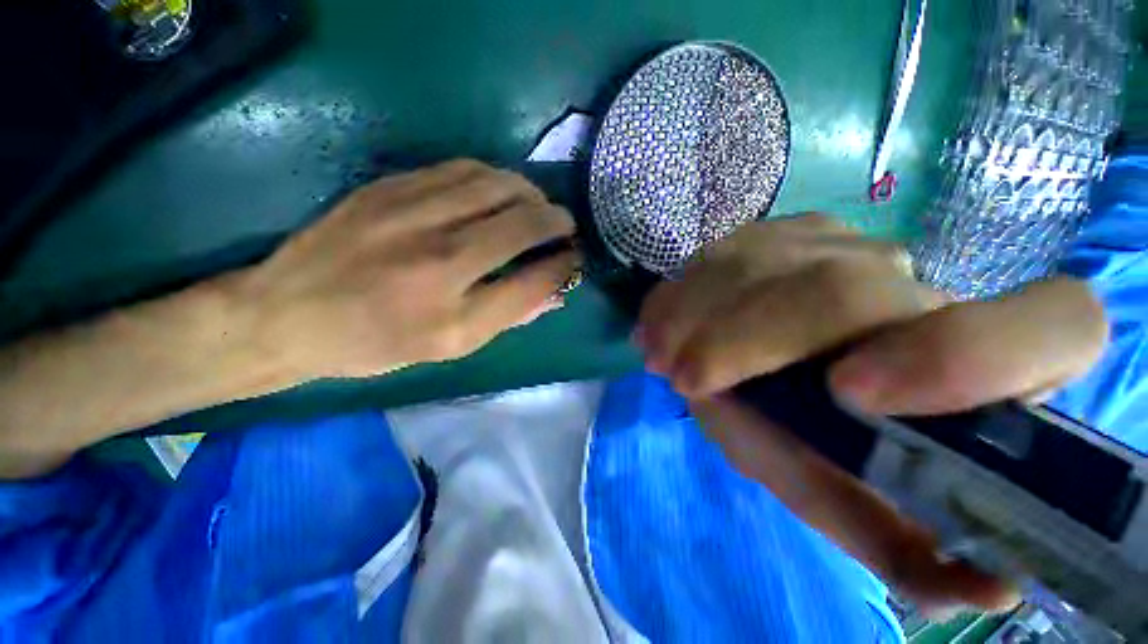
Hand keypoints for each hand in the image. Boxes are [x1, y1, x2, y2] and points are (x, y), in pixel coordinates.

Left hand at [236, 159, 579, 378]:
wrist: (286, 313)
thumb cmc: (375, 343)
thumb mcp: (448, 348)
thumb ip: (507, 318)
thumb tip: (554, 294)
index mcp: (453, 319)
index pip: (532, 282)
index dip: (563, 266)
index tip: (575, 258)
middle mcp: (438, 263)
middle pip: (522, 224)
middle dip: (557, 222)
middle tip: (566, 226)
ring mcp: (411, 216)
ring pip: (496, 186)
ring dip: (530, 194)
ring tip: (538, 206)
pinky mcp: (390, 188)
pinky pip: (461, 170)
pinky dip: (494, 178)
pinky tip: (500, 191)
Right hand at [635, 214, 1106, 615]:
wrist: (756, 359)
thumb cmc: (809, 435)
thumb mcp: (837, 491)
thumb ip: (890, 537)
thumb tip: (981, 583)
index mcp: (977, 361)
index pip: (1055, 325)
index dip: (971, 354)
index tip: (850, 393)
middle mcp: (915, 284)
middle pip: (846, 288)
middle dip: (750, 337)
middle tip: (687, 378)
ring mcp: (838, 244)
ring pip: (764, 263)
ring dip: (698, 315)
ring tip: (657, 355)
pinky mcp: (779, 233)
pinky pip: (723, 254)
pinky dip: (682, 295)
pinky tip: (658, 324)